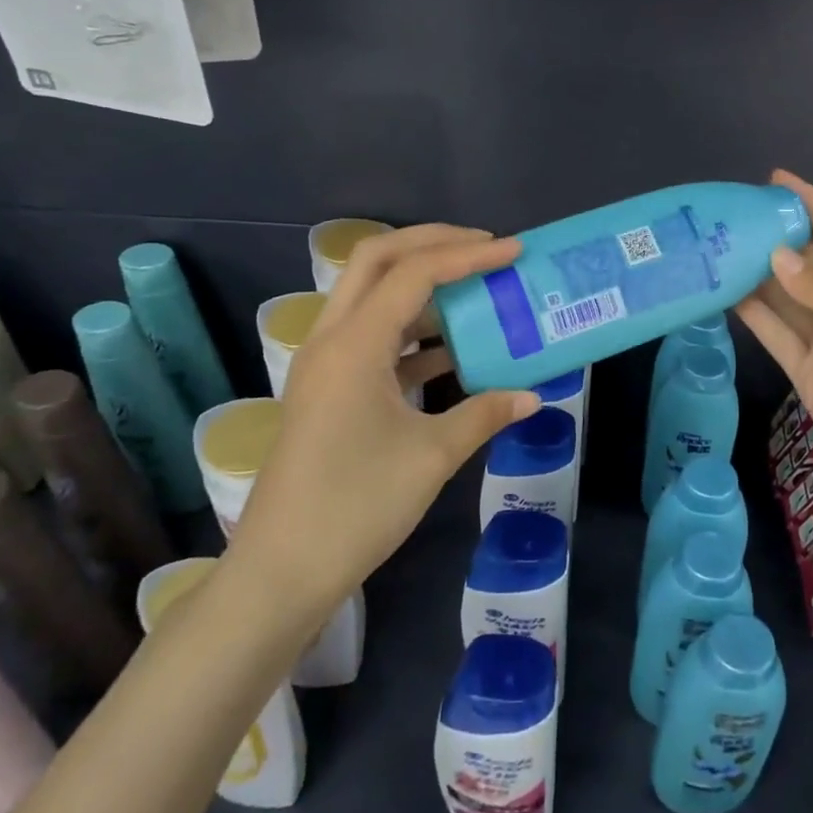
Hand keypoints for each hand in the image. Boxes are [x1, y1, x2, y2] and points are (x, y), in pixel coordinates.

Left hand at [226, 225, 538, 615]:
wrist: (282, 570)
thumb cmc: (356, 508)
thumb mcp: (431, 457)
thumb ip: (484, 415)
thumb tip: (531, 397)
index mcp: (354, 345)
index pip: (414, 273)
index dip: (468, 255)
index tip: (514, 250)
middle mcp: (332, 339)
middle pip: (377, 259)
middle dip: (433, 242)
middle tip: (485, 246)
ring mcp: (325, 363)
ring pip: (371, 294)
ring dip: (421, 283)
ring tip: (476, 287)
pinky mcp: (328, 388)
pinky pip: (373, 336)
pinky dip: (413, 329)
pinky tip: (453, 349)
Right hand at [736, 171, 812, 513]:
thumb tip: (776, 255)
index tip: (778, 180)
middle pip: (810, 265)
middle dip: (778, 239)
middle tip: (733, 215)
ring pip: (787, 299)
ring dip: (758, 276)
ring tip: (719, 247)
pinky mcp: (808, 372)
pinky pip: (777, 335)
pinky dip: (754, 316)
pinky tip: (726, 292)